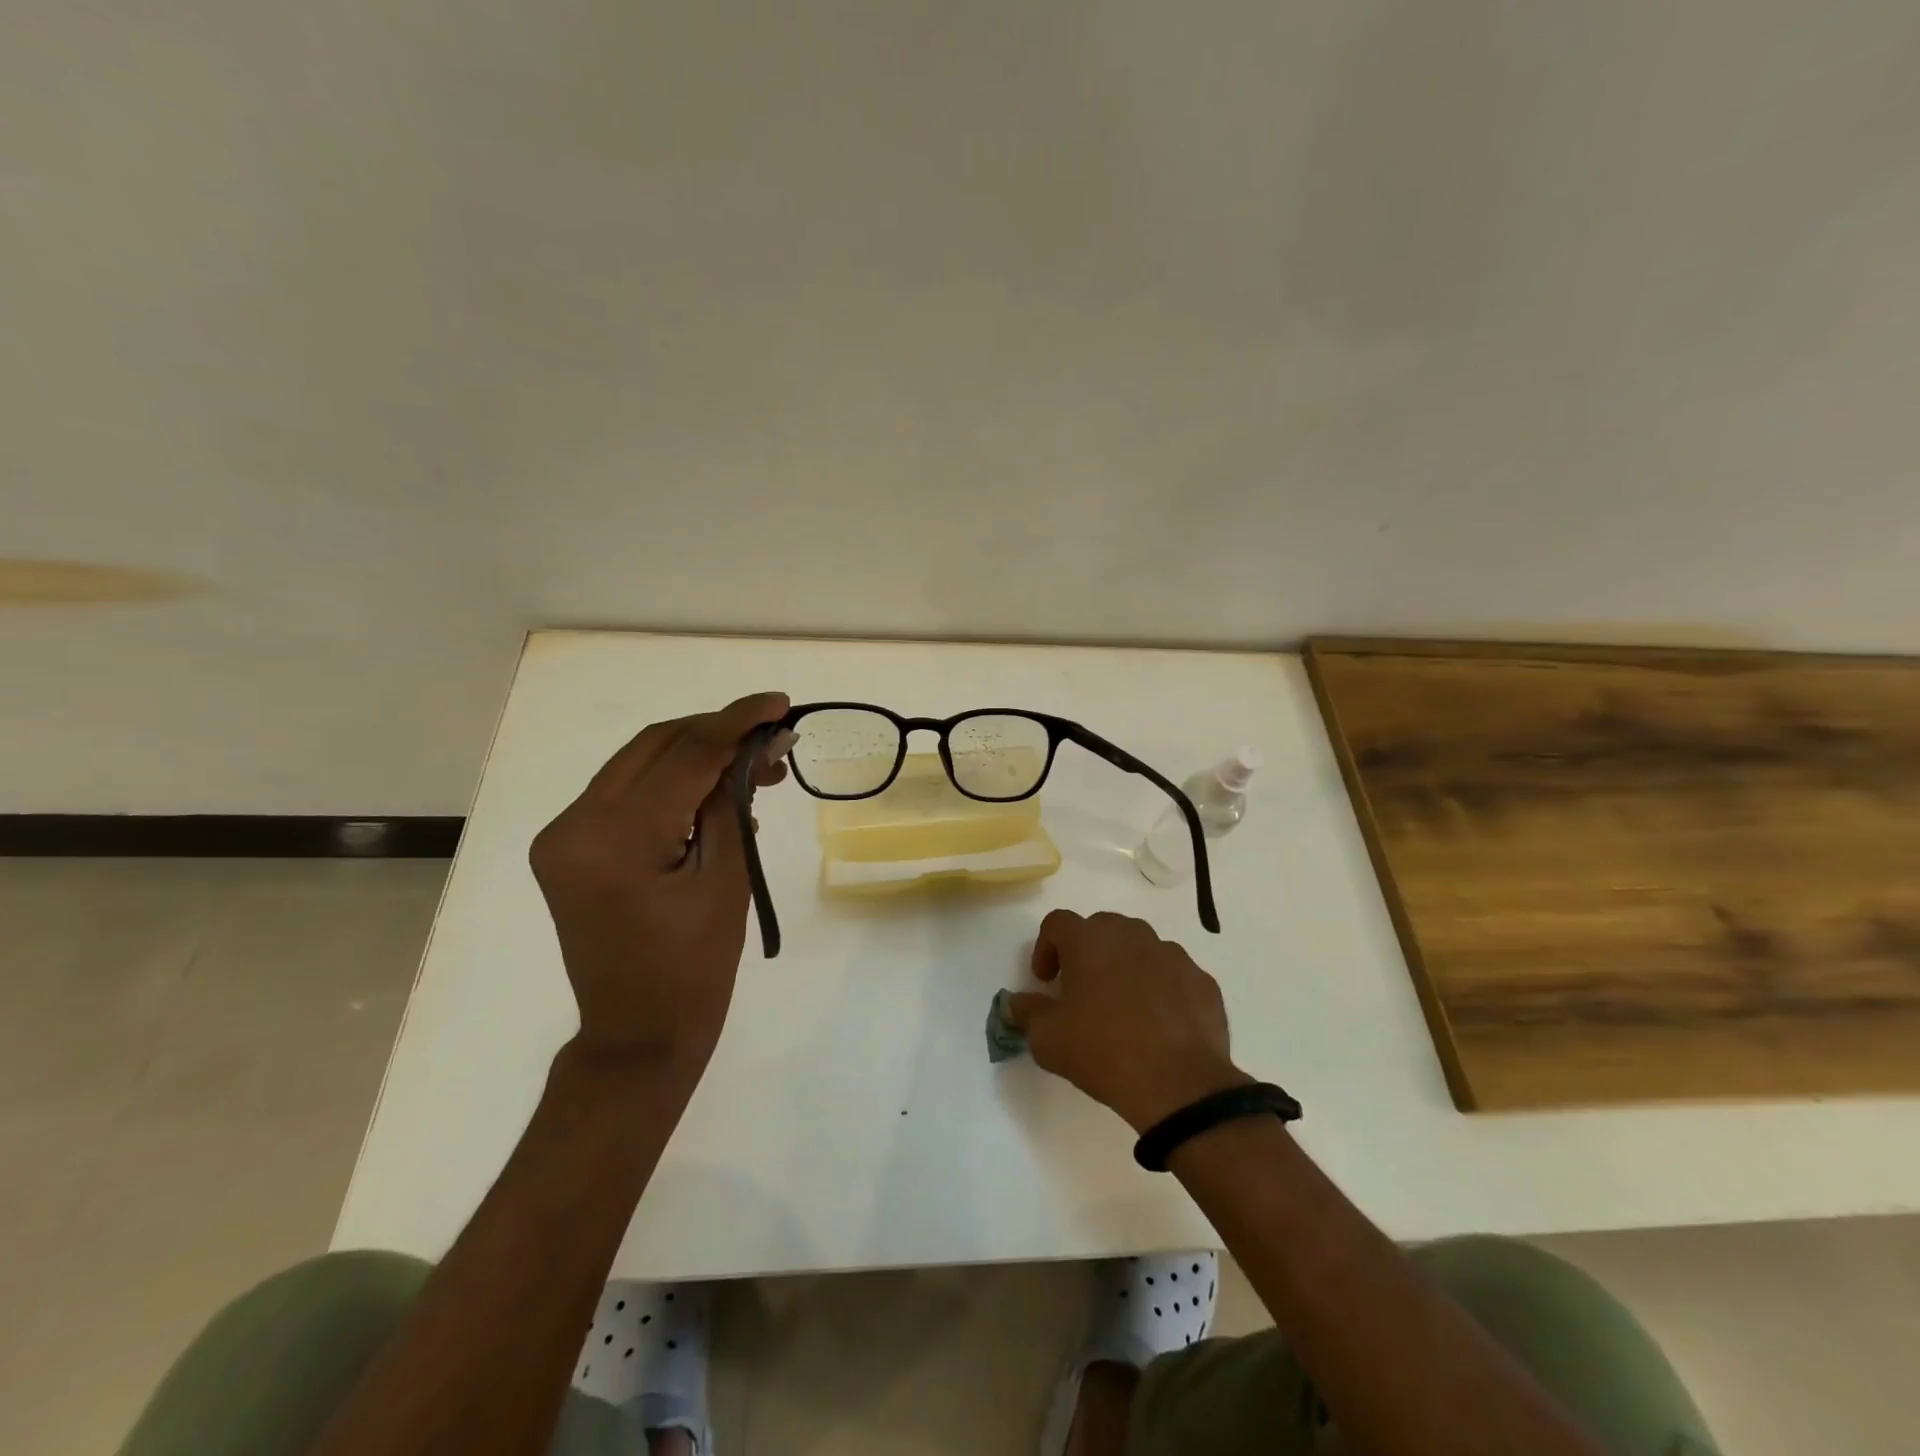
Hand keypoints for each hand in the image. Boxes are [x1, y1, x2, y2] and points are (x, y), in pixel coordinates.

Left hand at [530, 692, 791, 1076]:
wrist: (637, 1036)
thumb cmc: (695, 970)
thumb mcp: (727, 880)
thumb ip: (736, 802)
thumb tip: (763, 746)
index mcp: (614, 838)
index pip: (684, 754)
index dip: (737, 722)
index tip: (780, 702)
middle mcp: (573, 824)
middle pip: (655, 745)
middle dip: (718, 732)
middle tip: (773, 737)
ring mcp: (563, 835)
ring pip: (639, 763)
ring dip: (697, 755)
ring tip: (756, 767)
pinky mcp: (569, 847)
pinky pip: (628, 793)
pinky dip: (673, 783)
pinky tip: (716, 794)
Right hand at [1004, 910, 1249, 1131]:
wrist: (1180, 1085)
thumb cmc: (1103, 1052)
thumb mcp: (1048, 1040)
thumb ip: (1026, 1013)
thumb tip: (1015, 1003)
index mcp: (1089, 940)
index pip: (1057, 923)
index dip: (1045, 947)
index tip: (1046, 981)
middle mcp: (1131, 935)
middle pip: (1101, 929)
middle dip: (1087, 953)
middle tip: (1082, 990)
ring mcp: (1171, 954)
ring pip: (1140, 948)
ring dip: (1126, 967)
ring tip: (1124, 1008)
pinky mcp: (1202, 980)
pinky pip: (1173, 974)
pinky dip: (1161, 989)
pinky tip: (1159, 1025)